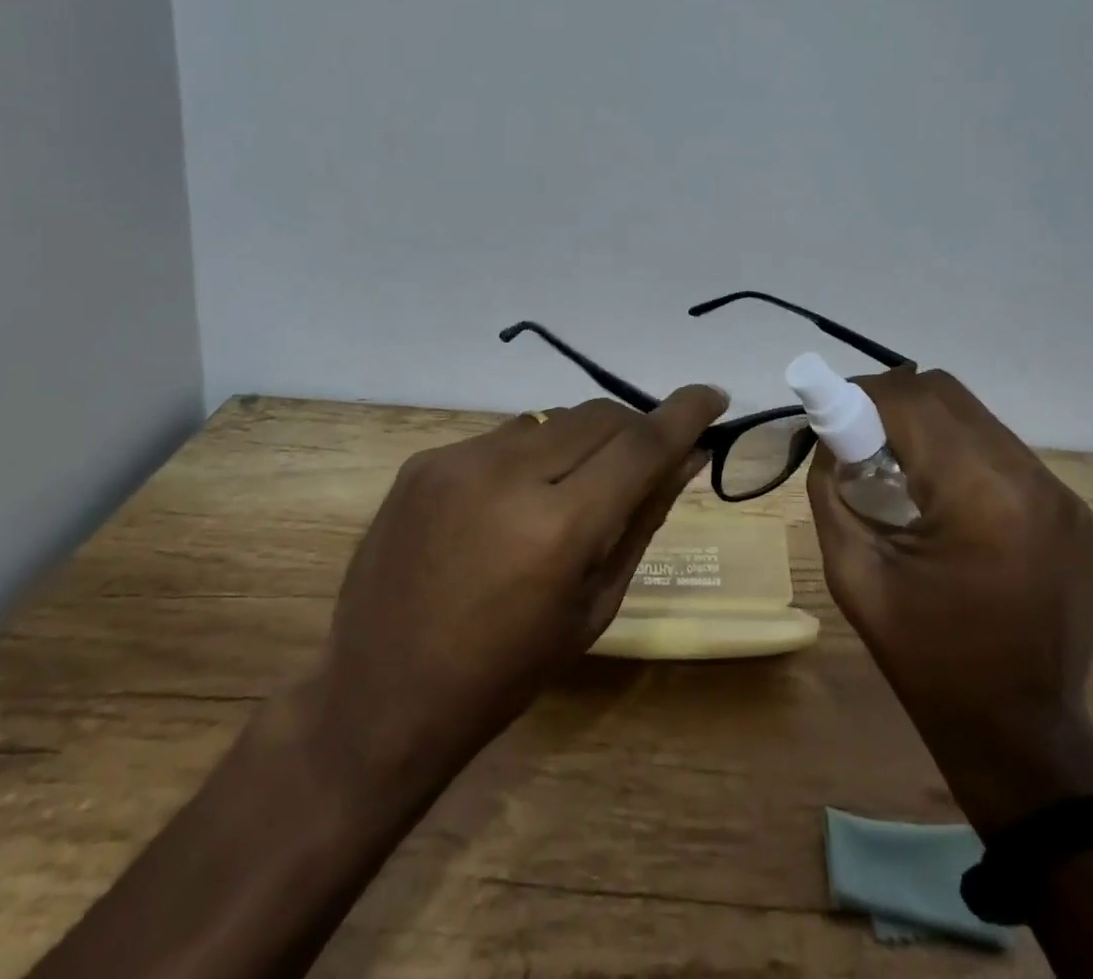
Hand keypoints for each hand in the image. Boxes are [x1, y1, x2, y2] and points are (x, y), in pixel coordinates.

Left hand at [300, 387, 727, 797]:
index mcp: (559, 529)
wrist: (380, 695)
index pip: (640, 445)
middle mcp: (508, 476)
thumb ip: (642, 520)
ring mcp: (458, 461)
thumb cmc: (505, 672)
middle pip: (599, 417)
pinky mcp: (425, 460)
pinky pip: (504, 436)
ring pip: (552, 419)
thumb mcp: (594, 606)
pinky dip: (530, 455)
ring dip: (581, 441)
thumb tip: (687, 459)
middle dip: (633, 430)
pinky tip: (514, 500)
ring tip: (571, 488)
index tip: (712, 396)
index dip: (684, 414)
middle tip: (641, 462)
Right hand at [807, 366, 1092, 833]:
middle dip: (893, 402)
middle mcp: (1033, 480)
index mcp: (980, 497)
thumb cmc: (926, 659)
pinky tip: (949, 504)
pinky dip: (966, 458)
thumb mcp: (854, 573)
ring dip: (930, 429)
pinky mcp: (1078, 515)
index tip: (831, 414)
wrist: (1020, 735)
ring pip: (979, 421)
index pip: (912, 400)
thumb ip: (832, 490)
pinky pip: (1007, 457)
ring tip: (902, 472)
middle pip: (948, 396)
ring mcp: (1065, 497)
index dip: (861, 394)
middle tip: (860, 439)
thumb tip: (828, 438)